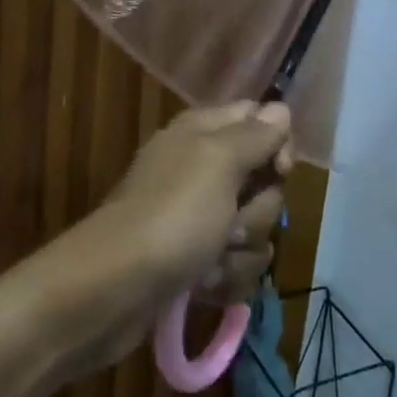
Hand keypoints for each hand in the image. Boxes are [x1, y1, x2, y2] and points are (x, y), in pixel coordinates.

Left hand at [105, 101, 291, 304]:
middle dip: (258, 211)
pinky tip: (204, 285)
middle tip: (232, 223)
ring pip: (255, 228)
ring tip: (211, 262)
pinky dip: (225, 278)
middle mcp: (202, 170)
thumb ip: (254, 134)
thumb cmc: (172, 214)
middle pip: (264, 182)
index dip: (278, 144)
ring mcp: (199, 218)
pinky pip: (237, 264)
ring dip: (242, 251)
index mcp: (203, 133)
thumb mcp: (217, 161)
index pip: (259, 120)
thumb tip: (281, 108)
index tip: (280, 170)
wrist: (115, 287)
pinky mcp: (197, 261)